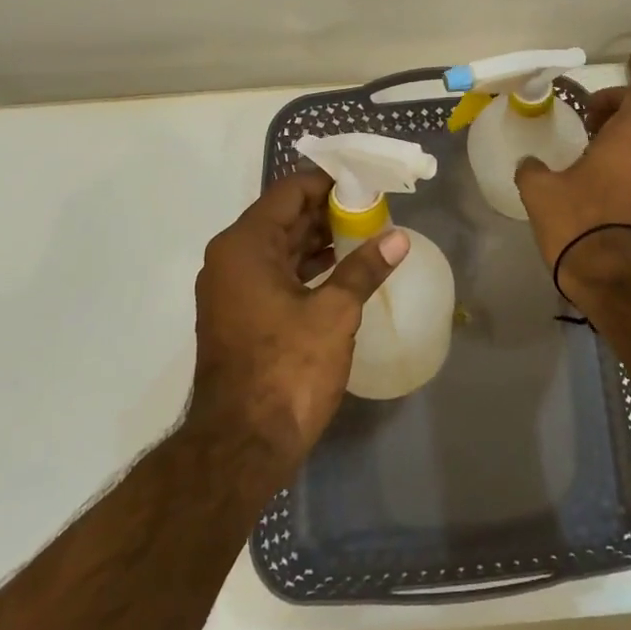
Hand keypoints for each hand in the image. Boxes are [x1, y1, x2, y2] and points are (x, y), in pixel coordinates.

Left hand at [189, 171, 407, 466]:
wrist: (240, 447)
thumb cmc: (286, 370)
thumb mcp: (334, 314)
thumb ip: (364, 268)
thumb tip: (398, 238)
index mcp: (245, 246)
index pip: (290, 193)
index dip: (329, 183)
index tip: (366, 183)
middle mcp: (231, 259)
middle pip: (284, 217)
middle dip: (329, 210)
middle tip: (374, 208)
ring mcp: (232, 289)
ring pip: (281, 246)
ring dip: (320, 239)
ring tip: (366, 233)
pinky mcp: (240, 314)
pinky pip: (276, 273)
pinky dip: (307, 266)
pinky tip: (343, 268)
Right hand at [515, 86, 630, 304]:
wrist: (616, 276)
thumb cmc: (578, 221)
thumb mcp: (540, 190)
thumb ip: (531, 169)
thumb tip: (528, 163)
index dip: (611, 97)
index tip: (586, 111)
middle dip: (624, 117)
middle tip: (594, 128)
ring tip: (600, 156)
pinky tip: (611, 184)